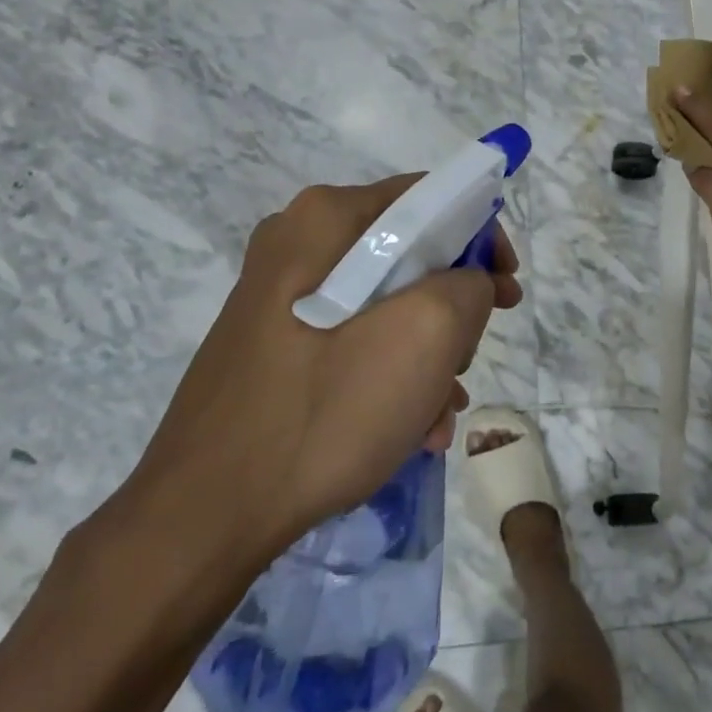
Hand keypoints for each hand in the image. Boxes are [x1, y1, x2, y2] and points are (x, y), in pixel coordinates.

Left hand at [116, 176, 520, 582]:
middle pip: (411, 255)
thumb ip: (469, 286)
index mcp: (326, 219)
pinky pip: (354, 338)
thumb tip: (467, 284)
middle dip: (453, 310)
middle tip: (468, 358)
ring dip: (428, 354)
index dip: (482, 239)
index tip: (506, 292)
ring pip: (387, 303)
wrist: (206, 513)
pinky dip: (391, 374)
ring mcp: (280, 295)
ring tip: (438, 412)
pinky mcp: (275, 342)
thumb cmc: (325, 411)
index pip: (431, 198)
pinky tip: (409, 428)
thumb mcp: (426, 335)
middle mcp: (298, 243)